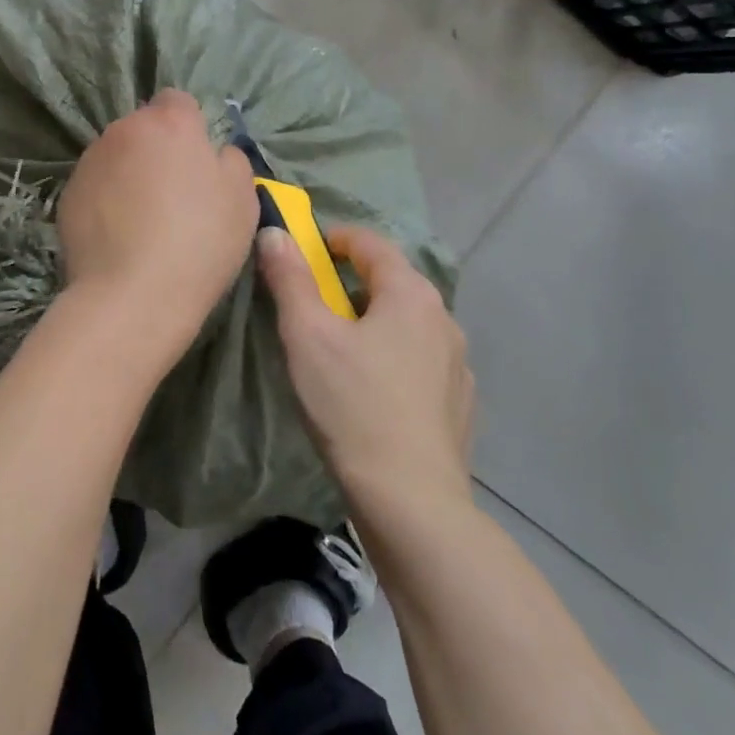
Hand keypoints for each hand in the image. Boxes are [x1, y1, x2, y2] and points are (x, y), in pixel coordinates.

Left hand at [56, 89, 257, 366]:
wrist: (131, 295)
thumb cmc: (199, 243)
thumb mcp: (242, 200)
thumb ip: (231, 161)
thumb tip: (215, 152)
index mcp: (169, 124)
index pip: (177, 101)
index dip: (189, 127)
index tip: (196, 162)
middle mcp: (123, 130)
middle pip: (143, 128)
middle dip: (156, 149)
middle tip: (172, 193)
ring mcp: (90, 161)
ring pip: (116, 155)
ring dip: (128, 173)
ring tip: (141, 219)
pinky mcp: (67, 193)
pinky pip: (95, 185)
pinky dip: (106, 199)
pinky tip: (118, 235)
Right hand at [258, 224, 474, 509]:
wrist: (411, 501)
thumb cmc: (352, 405)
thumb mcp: (307, 335)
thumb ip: (290, 278)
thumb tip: (275, 232)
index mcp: (410, 294)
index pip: (371, 243)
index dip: (335, 239)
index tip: (306, 251)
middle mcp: (444, 318)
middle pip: (392, 281)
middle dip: (352, 282)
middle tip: (314, 304)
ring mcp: (458, 363)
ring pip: (408, 323)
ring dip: (375, 320)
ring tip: (342, 348)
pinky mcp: (460, 403)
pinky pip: (422, 360)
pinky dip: (395, 356)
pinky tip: (374, 389)